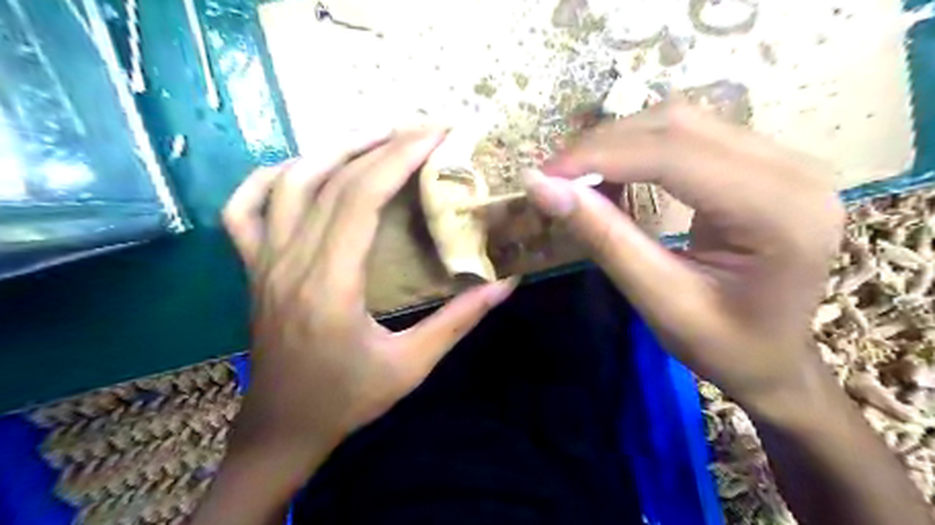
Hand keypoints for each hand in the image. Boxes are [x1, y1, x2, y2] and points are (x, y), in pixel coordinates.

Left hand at [220, 129, 514, 468]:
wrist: (283, 428)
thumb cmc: (347, 400)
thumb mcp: (411, 366)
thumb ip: (459, 321)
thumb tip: (506, 284)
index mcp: (330, 285)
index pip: (361, 197)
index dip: (399, 157)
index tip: (436, 134)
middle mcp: (290, 262)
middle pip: (332, 180)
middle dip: (381, 143)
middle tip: (421, 128)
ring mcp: (263, 262)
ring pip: (289, 182)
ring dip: (334, 149)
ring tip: (376, 136)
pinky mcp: (253, 268)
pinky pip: (244, 209)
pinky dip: (270, 178)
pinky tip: (302, 169)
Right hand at [525, 100, 847, 404]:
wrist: (775, 359)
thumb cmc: (724, 347)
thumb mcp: (658, 300)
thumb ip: (604, 238)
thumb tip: (541, 187)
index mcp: (777, 211)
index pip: (673, 155)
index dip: (598, 157)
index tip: (542, 175)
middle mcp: (791, 169)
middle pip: (677, 126)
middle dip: (602, 146)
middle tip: (553, 178)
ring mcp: (783, 159)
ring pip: (680, 123)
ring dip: (617, 144)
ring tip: (576, 178)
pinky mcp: (764, 162)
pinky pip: (690, 136)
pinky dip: (639, 150)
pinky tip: (613, 175)